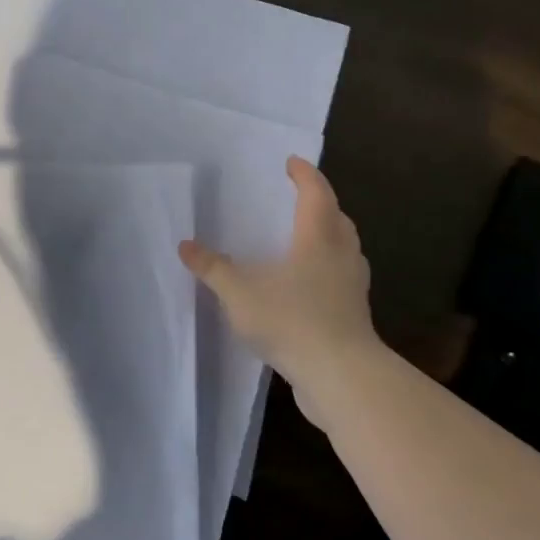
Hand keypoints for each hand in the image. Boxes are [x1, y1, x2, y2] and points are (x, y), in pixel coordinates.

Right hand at [179, 157, 384, 420]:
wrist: (341, 376)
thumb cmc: (292, 320)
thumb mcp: (239, 292)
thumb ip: (212, 268)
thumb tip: (185, 245)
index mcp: (318, 237)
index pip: (316, 193)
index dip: (304, 174)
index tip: (291, 163)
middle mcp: (341, 255)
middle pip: (337, 218)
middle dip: (319, 203)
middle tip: (298, 198)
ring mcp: (352, 286)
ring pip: (343, 249)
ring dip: (327, 236)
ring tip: (301, 240)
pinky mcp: (354, 314)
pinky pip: (341, 278)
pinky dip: (326, 269)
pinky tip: (306, 285)